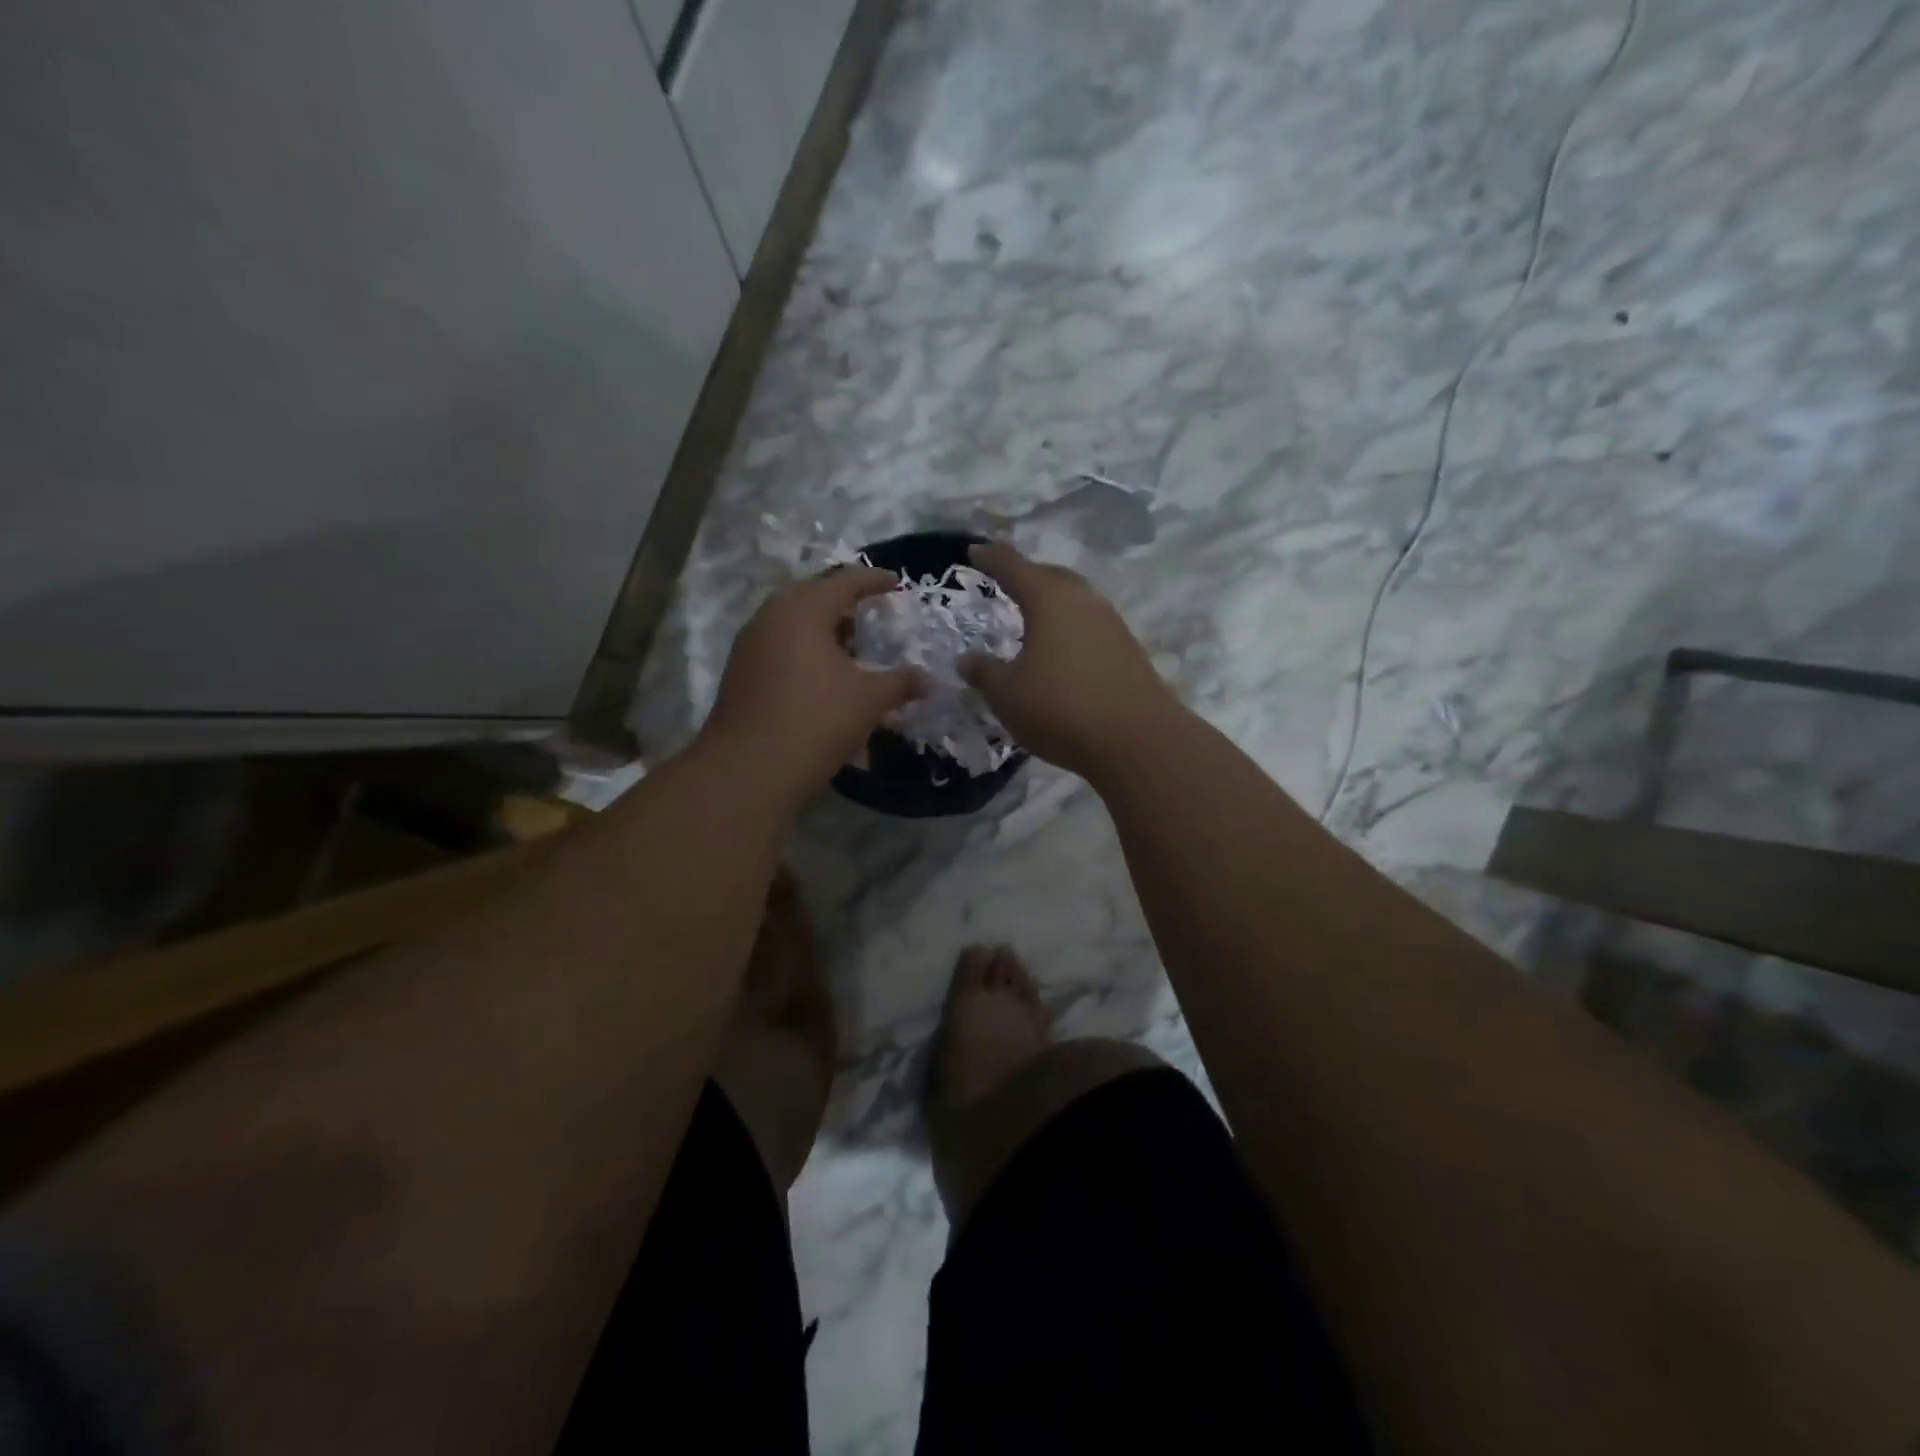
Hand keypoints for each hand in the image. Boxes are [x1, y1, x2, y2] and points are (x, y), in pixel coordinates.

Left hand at [702, 568, 923, 802]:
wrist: (748, 769)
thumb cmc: (815, 720)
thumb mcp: (868, 700)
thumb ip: (900, 683)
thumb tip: (928, 680)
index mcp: (803, 609)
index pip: (844, 581)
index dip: (873, 580)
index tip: (896, 582)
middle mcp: (771, 617)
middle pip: (813, 596)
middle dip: (844, 602)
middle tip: (870, 611)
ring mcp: (750, 645)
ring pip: (793, 624)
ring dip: (823, 630)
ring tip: (851, 647)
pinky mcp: (740, 673)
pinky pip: (780, 647)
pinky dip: (806, 652)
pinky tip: (823, 676)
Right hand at [959, 543, 1181, 781]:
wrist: (1137, 741)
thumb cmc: (1061, 709)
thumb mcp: (1007, 695)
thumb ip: (984, 673)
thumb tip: (966, 660)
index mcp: (1049, 599)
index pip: (1013, 567)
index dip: (991, 558)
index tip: (974, 550)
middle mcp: (1084, 601)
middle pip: (1051, 576)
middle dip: (1026, 575)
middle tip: (1005, 581)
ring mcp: (1111, 624)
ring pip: (1075, 600)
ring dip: (1052, 602)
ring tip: (1032, 616)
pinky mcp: (1128, 650)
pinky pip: (1090, 625)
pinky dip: (1070, 627)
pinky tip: (1061, 649)